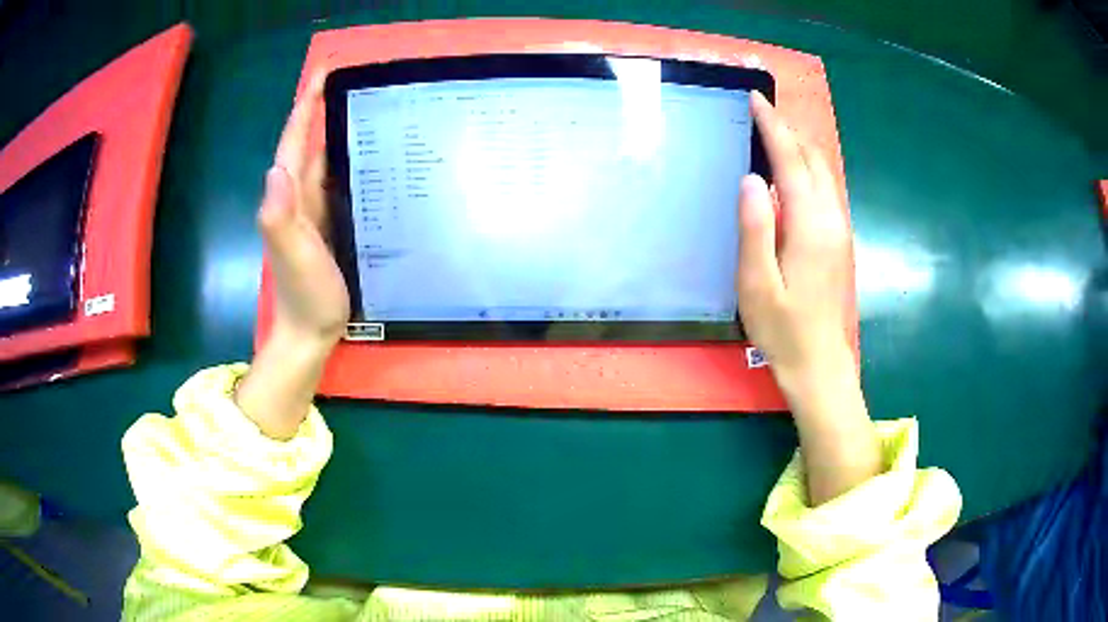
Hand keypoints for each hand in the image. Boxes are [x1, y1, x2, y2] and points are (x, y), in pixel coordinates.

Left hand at [259, 72, 349, 348]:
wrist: (309, 331)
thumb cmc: (305, 295)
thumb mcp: (293, 256)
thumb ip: (281, 217)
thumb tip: (278, 168)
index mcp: (290, 196)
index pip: (295, 142)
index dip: (306, 106)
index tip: (325, 72)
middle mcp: (298, 195)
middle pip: (309, 143)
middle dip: (324, 107)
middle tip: (355, 81)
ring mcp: (313, 209)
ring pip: (324, 158)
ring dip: (338, 129)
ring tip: (367, 105)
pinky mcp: (328, 221)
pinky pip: (336, 179)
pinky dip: (348, 159)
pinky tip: (369, 152)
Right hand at [737, 92, 878, 504]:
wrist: (819, 364)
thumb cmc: (783, 329)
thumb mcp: (757, 284)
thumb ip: (755, 228)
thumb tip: (752, 177)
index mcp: (810, 226)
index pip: (791, 161)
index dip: (773, 127)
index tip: (756, 99)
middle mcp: (831, 219)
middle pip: (813, 160)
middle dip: (788, 130)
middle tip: (760, 110)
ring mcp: (839, 229)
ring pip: (823, 172)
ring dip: (800, 146)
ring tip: (773, 130)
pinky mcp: (839, 240)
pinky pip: (826, 188)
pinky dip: (808, 166)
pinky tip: (792, 170)